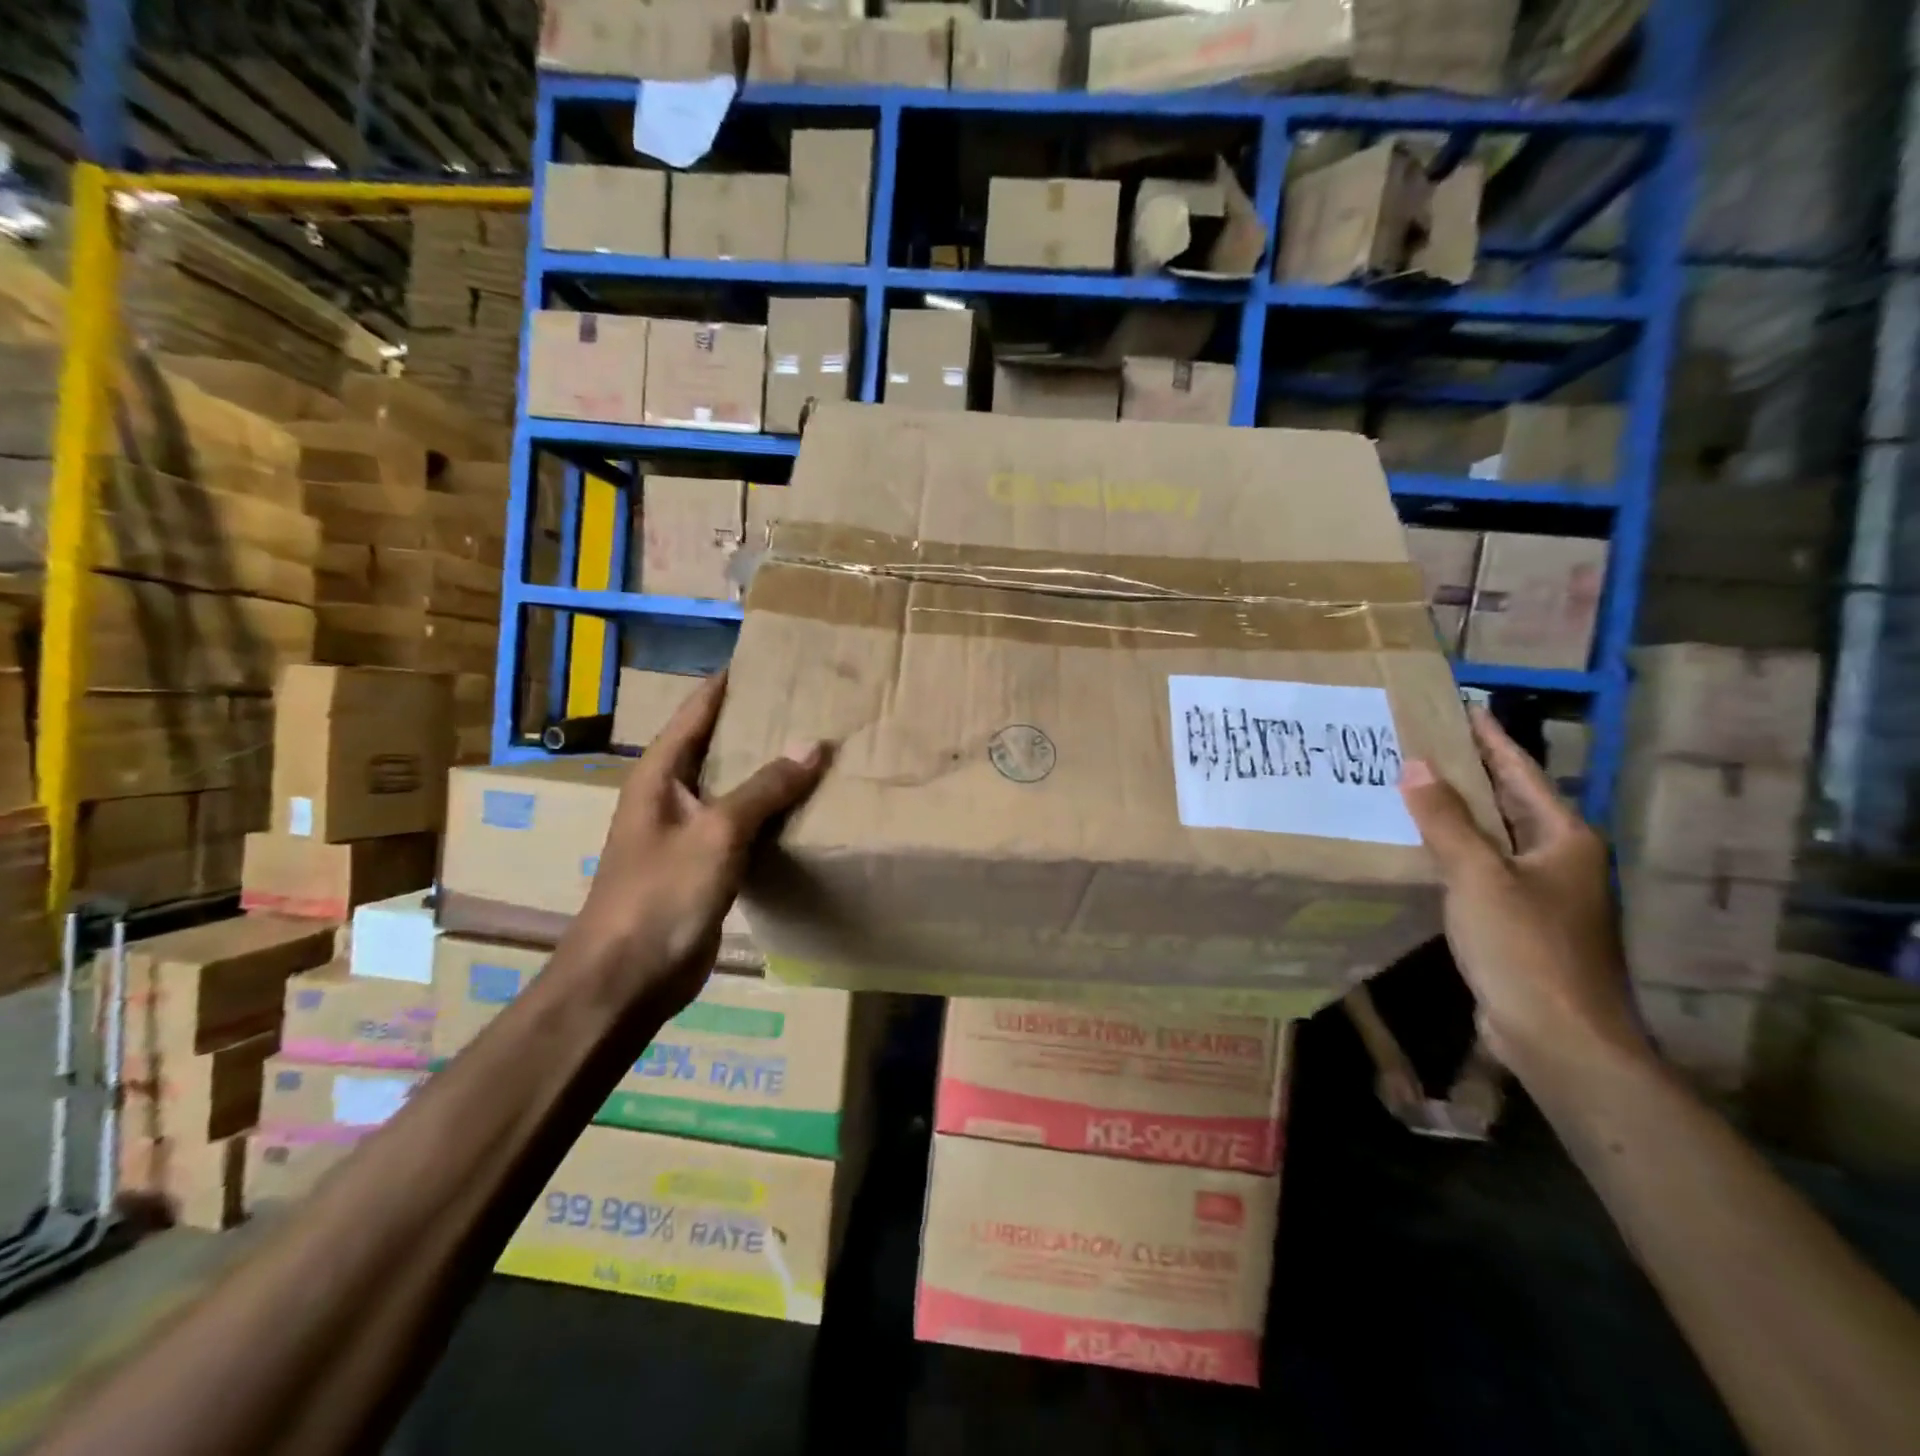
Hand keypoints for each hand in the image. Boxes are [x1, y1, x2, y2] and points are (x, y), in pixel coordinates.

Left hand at [574, 672, 828, 1011]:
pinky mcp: (707, 865)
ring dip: (771, 770)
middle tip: (813, 702)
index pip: (697, 710)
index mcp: (661, 773)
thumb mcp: (718, 832)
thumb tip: (814, 745)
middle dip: (760, 723)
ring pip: (736, 786)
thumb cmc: (662, 894)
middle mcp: (672, 794)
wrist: (628, 979)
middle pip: (719, 744)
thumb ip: (766, 788)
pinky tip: (807, 807)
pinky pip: (745, 825)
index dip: (729, 681)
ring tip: (820, 746)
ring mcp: (689, 832)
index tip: (770, 656)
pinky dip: (773, 812)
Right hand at [1398, 709, 1645, 1078]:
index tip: (1461, 709)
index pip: (1521, 773)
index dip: (1490, 740)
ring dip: (1458, 814)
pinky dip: (1454, 852)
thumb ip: (1445, 820)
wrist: (1559, 1039)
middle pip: (1510, 803)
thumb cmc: (1525, 948)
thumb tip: (1415, 765)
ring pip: (1494, 839)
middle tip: (1423, 743)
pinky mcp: (1520, 924)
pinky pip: (1482, 871)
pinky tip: (1421, 848)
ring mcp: (1543, 895)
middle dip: (1470, 773)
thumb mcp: (1478, 876)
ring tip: (1412, 787)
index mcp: (1565, 839)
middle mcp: (1560, 860)